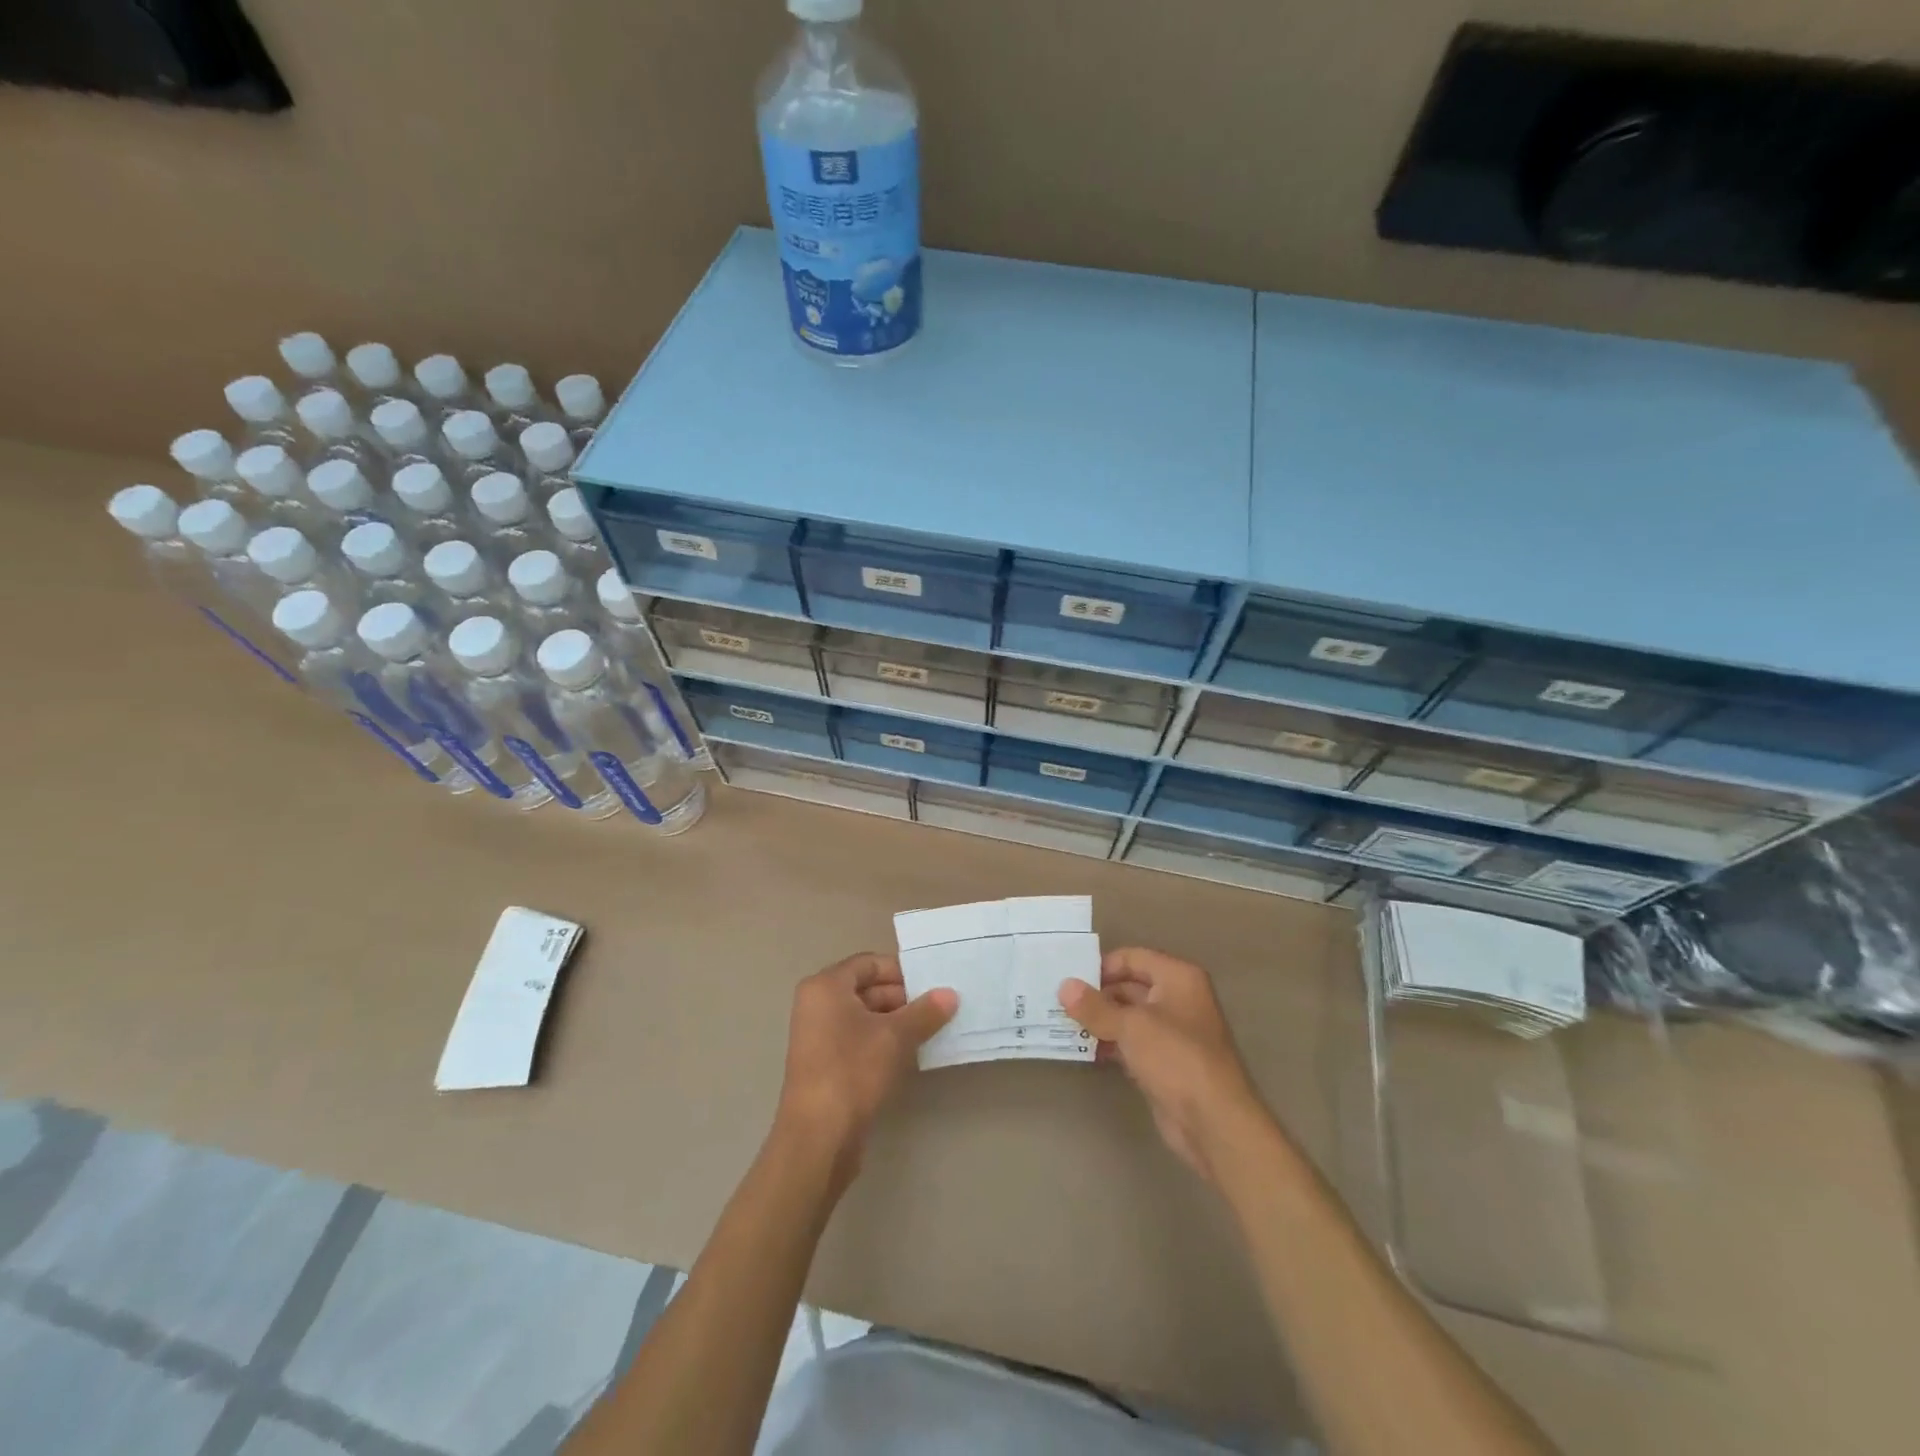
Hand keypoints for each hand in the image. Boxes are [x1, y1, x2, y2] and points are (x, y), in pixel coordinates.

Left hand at [775, 952, 957, 1191]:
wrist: (818, 1137)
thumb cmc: (853, 1071)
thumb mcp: (895, 1037)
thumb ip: (925, 1012)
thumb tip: (950, 994)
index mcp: (826, 987)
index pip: (869, 963)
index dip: (902, 971)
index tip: (932, 984)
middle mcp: (817, 1005)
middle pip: (866, 988)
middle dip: (902, 998)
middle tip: (938, 1009)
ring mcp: (818, 1036)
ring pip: (864, 1016)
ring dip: (896, 1022)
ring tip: (930, 1031)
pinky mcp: (824, 1064)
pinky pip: (858, 1039)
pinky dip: (882, 1042)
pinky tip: (909, 1054)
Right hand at [1060, 948, 1271, 1185]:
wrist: (1214, 1122)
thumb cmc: (1176, 1057)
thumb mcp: (1131, 1026)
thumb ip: (1095, 1006)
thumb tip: (1064, 986)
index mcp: (1178, 978)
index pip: (1133, 957)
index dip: (1102, 966)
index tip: (1070, 979)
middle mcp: (1178, 999)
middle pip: (1130, 986)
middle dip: (1097, 995)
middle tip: (1059, 1001)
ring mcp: (1172, 1033)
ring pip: (1129, 1017)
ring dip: (1100, 1021)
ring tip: (1063, 1023)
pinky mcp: (1165, 1063)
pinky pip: (1132, 1043)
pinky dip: (1110, 1043)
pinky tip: (1083, 1049)